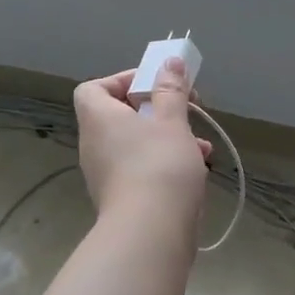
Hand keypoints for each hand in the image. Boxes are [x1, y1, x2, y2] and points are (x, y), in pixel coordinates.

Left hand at [74, 58, 212, 230]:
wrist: (151, 232)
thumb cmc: (159, 165)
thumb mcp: (172, 122)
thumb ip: (171, 90)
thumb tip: (169, 62)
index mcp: (99, 119)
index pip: (93, 88)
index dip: (122, 81)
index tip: (155, 85)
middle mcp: (95, 144)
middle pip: (121, 115)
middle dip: (158, 110)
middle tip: (187, 109)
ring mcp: (106, 174)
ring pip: (137, 144)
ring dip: (168, 138)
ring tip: (201, 144)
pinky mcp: (122, 198)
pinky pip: (142, 168)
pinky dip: (166, 163)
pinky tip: (198, 169)